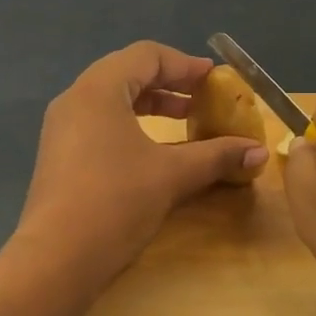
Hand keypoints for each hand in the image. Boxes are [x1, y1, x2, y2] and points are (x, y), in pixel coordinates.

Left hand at [17, 43, 267, 285]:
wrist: (55, 259)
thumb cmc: (116, 202)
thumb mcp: (172, 175)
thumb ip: (216, 156)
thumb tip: (259, 152)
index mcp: (98, 89)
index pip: (146, 55)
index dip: (184, 64)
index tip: (214, 80)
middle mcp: (75, 100)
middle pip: (126, 73)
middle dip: (168, 84)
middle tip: (201, 99)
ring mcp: (61, 129)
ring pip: (111, 100)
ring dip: (150, 105)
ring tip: (183, 121)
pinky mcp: (59, 156)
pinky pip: (99, 123)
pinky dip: (130, 125)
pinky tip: (153, 151)